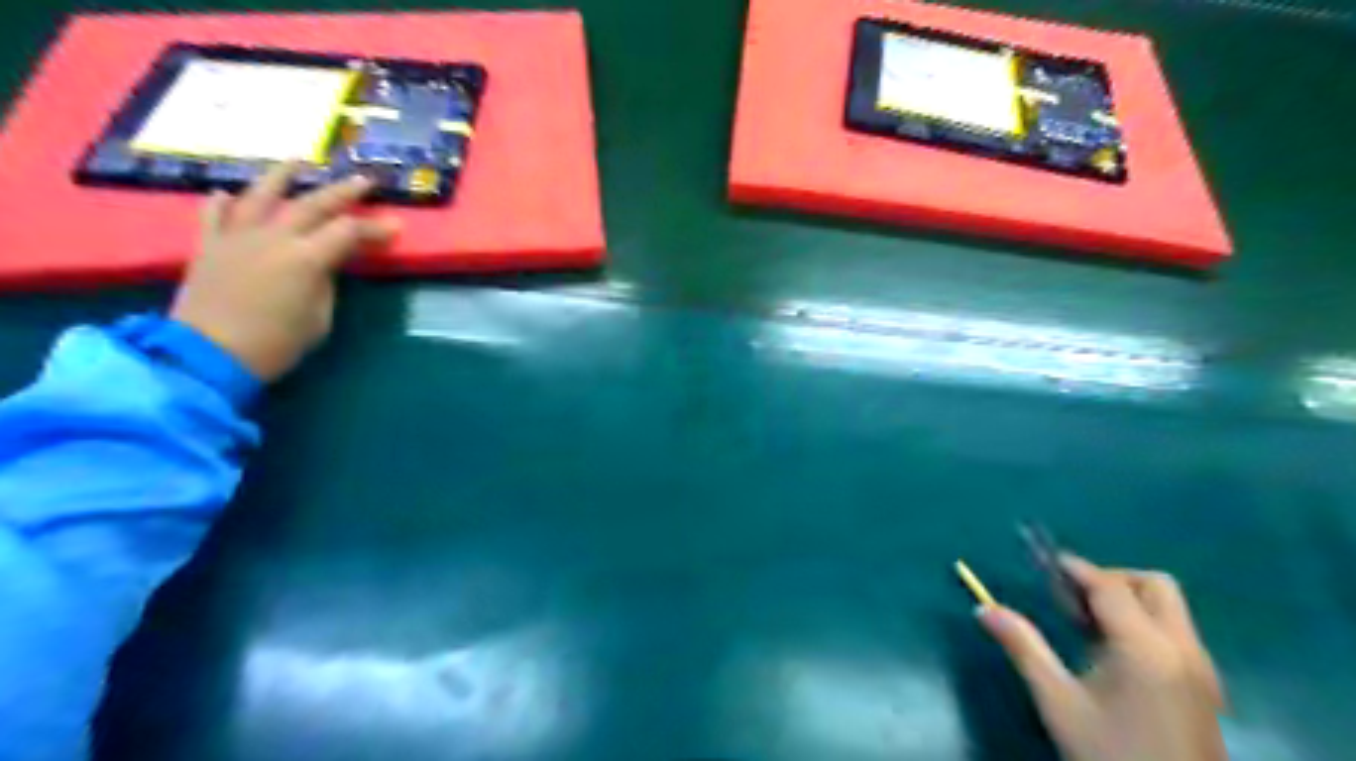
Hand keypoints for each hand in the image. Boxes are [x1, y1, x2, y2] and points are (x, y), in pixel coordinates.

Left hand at [165, 165, 397, 380]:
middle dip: (342, 191)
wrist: (208, 355)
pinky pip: (216, 215)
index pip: (348, 232)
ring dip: (282, 176)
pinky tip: (229, 193)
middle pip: (312, 204)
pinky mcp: (208, 246)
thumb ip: (325, 284)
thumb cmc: (275, 343)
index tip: (396, 227)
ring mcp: (237, 237)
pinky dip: (225, 202)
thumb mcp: (318, 318)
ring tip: (298, 161)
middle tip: (364, 180)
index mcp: (306, 258)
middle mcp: (272, 237)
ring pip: (261, 196)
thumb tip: (323, 265)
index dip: (374, 228)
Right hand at [977, 556, 1229, 760]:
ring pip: (1169, 609)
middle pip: (1154, 586)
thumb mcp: (1058, 702)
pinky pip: (1176, 634)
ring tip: (1086, 626)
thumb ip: (1024, 648)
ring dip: (1129, 601)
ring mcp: (1201, 670)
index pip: (1111, 587)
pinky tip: (1113, 654)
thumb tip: (985, 608)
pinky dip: (1144, 624)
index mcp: (1145, 648)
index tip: (1045, 563)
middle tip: (1073, 598)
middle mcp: (1183, 649)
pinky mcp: (1205, 689)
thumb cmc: (1111, 755)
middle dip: (1112, 579)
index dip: (1077, 569)